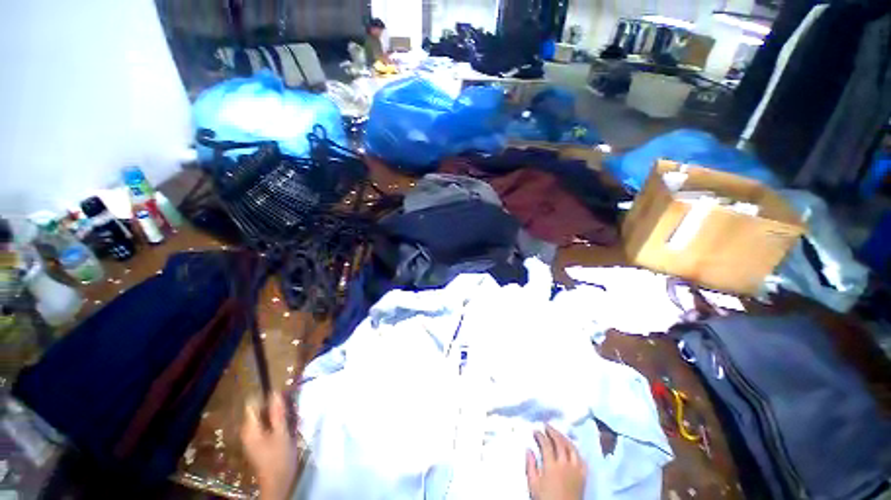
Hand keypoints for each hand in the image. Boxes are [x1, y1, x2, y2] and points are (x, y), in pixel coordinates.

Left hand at [240, 393, 298, 499]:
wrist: (277, 482)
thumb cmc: (279, 457)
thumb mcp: (282, 432)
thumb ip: (278, 412)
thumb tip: (275, 392)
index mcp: (250, 428)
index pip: (252, 403)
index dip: (265, 395)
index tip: (281, 392)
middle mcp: (247, 431)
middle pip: (257, 410)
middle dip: (273, 405)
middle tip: (289, 405)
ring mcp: (251, 438)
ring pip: (262, 417)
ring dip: (275, 413)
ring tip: (290, 414)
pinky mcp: (257, 443)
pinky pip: (264, 425)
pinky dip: (274, 421)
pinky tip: (285, 425)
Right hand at [526, 425, 586, 499]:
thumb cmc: (546, 499)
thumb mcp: (534, 485)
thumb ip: (530, 466)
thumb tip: (528, 449)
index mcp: (551, 465)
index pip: (546, 444)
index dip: (540, 435)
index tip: (535, 431)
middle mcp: (565, 464)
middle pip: (559, 442)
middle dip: (552, 431)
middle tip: (546, 425)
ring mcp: (576, 469)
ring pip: (571, 447)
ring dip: (564, 437)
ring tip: (558, 432)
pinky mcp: (583, 475)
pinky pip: (581, 458)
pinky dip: (575, 450)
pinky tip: (571, 447)